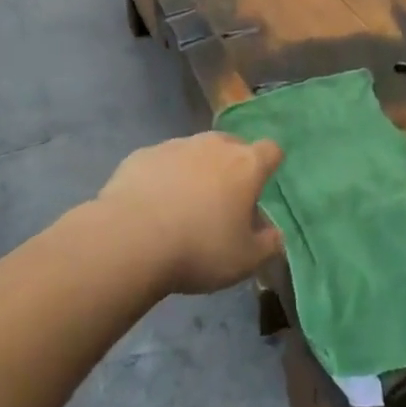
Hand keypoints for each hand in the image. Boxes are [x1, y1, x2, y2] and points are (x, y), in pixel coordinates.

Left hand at [97, 132, 284, 294]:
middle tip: (223, 201)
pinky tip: (151, 206)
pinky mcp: (143, 154)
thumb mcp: (244, 260)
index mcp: (246, 165)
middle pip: (232, 146)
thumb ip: (267, 244)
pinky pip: (162, 162)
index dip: (270, 165)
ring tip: (183, 206)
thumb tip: (275, 234)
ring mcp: (176, 145)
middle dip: (232, 166)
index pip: (271, 150)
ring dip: (196, 170)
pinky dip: (163, 177)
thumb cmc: (199, 249)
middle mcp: (214, 146)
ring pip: (195, 152)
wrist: (130, 240)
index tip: (261, 187)